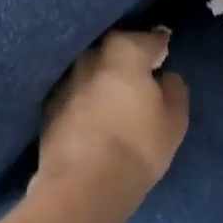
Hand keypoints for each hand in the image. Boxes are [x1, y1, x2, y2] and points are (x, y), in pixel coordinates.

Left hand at [37, 30, 189, 207]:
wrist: (83, 184)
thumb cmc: (138, 147)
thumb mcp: (174, 120)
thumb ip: (174, 90)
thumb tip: (166, 76)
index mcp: (124, 52)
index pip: (146, 38)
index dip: (158, 44)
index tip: (164, 50)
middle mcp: (90, 57)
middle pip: (112, 48)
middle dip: (125, 55)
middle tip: (138, 71)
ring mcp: (65, 81)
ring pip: (89, 69)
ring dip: (101, 76)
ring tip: (114, 93)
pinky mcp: (48, 107)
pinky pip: (74, 92)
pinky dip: (84, 97)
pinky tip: (91, 112)